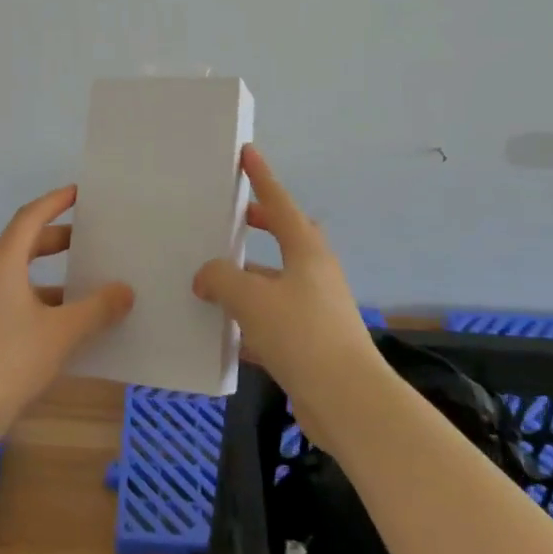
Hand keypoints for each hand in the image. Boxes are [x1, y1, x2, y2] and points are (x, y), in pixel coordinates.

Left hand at [0, 186, 133, 433]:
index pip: (30, 216)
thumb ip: (97, 308)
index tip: (80, 193)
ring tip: (82, 285)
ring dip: (47, 274)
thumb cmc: (9, 361)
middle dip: (56, 239)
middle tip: (89, 240)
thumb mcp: (62, 333)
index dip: (56, 201)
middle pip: (22, 243)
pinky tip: (58, 322)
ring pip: (15, 273)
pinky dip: (34, 297)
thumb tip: (125, 290)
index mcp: (1, 262)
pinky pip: (7, 296)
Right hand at [192, 147, 380, 431]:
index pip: (280, 203)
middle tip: (233, 220)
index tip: (248, 153)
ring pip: (277, 283)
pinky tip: (223, 333)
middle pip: (286, 239)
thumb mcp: (251, 298)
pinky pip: (274, 320)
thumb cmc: (301, 334)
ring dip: (249, 279)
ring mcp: (316, 309)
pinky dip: (250, 321)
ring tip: (213, 280)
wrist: (346, 400)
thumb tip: (205, 276)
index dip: (262, 178)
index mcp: (307, 252)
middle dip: (261, 226)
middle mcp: (315, 274)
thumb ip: (220, 278)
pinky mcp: (312, 344)